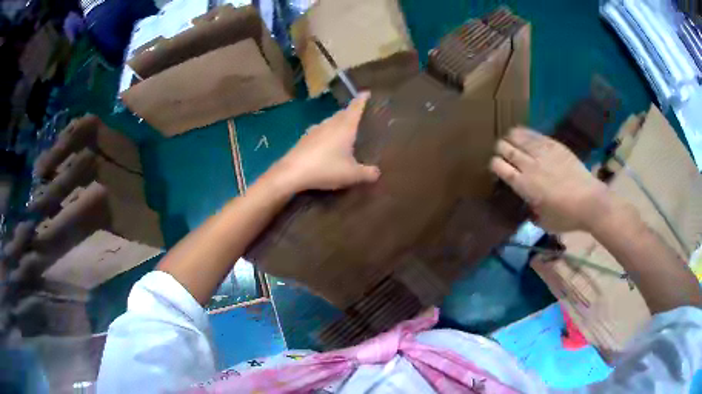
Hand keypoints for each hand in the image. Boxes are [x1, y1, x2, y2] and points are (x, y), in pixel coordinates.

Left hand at [272, 92, 379, 192]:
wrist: (292, 173)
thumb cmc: (326, 168)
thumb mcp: (352, 175)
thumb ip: (367, 173)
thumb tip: (377, 173)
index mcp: (345, 127)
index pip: (355, 108)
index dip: (362, 100)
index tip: (366, 92)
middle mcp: (330, 124)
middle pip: (342, 114)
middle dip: (350, 112)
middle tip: (358, 115)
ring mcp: (314, 130)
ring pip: (329, 122)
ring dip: (337, 122)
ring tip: (343, 129)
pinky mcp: (303, 139)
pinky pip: (319, 131)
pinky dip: (326, 133)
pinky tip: (325, 142)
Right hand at [490, 127, 613, 232]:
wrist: (589, 202)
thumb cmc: (566, 216)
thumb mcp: (543, 221)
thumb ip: (531, 211)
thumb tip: (528, 204)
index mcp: (524, 185)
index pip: (499, 166)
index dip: (494, 165)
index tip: (496, 168)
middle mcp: (529, 165)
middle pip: (505, 148)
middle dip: (500, 149)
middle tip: (503, 153)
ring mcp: (542, 152)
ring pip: (518, 136)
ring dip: (511, 138)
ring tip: (511, 141)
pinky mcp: (554, 145)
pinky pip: (534, 134)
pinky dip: (525, 133)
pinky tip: (524, 135)